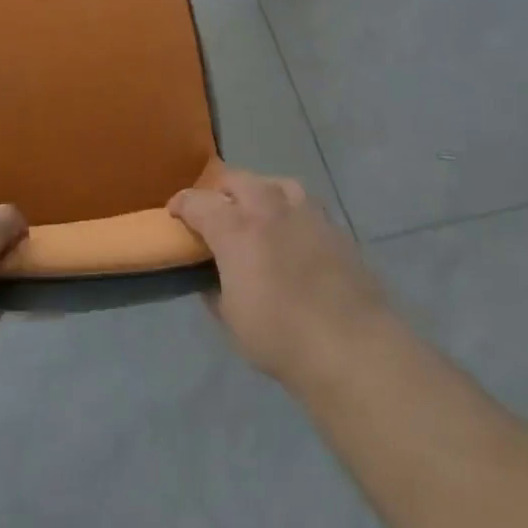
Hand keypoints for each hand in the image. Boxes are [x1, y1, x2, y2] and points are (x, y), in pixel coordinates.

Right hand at [170, 162, 390, 388]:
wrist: (353, 347)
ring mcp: (305, 213)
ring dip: (260, 192)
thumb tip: (211, 279)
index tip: (175, 212)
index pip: (198, 201)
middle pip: (237, 179)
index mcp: (235, 228)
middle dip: (220, 191)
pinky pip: (305, 205)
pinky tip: (293, 233)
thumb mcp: (230, 319)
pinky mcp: (335, 227)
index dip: (181, 204)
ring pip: (275, 183)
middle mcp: (268, 209)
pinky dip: (291, 211)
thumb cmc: (280, 337)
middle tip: (215, 212)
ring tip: (258, 213)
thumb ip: (215, 290)